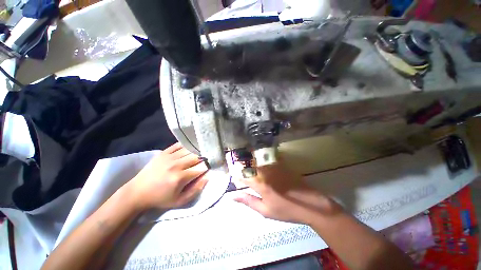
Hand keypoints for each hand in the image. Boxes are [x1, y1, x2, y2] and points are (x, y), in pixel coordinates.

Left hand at [129, 143, 208, 210]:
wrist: (138, 192)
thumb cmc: (161, 198)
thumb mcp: (180, 201)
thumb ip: (196, 190)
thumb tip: (207, 177)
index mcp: (180, 178)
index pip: (201, 168)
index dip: (208, 167)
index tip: (210, 167)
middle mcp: (176, 165)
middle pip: (197, 157)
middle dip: (204, 158)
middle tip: (206, 160)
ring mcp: (169, 157)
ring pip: (189, 149)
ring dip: (196, 151)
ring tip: (199, 154)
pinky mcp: (163, 153)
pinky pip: (179, 145)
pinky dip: (186, 145)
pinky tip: (189, 148)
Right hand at [234, 162, 342, 224]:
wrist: (310, 204)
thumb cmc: (286, 210)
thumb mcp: (265, 210)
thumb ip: (247, 200)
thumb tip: (231, 196)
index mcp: (259, 183)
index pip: (241, 175)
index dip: (234, 174)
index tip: (231, 175)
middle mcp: (265, 171)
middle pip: (248, 164)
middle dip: (240, 165)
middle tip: (237, 168)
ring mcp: (273, 166)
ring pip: (256, 159)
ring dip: (249, 161)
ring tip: (246, 165)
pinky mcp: (280, 163)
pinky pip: (266, 158)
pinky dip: (259, 159)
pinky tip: (259, 162)